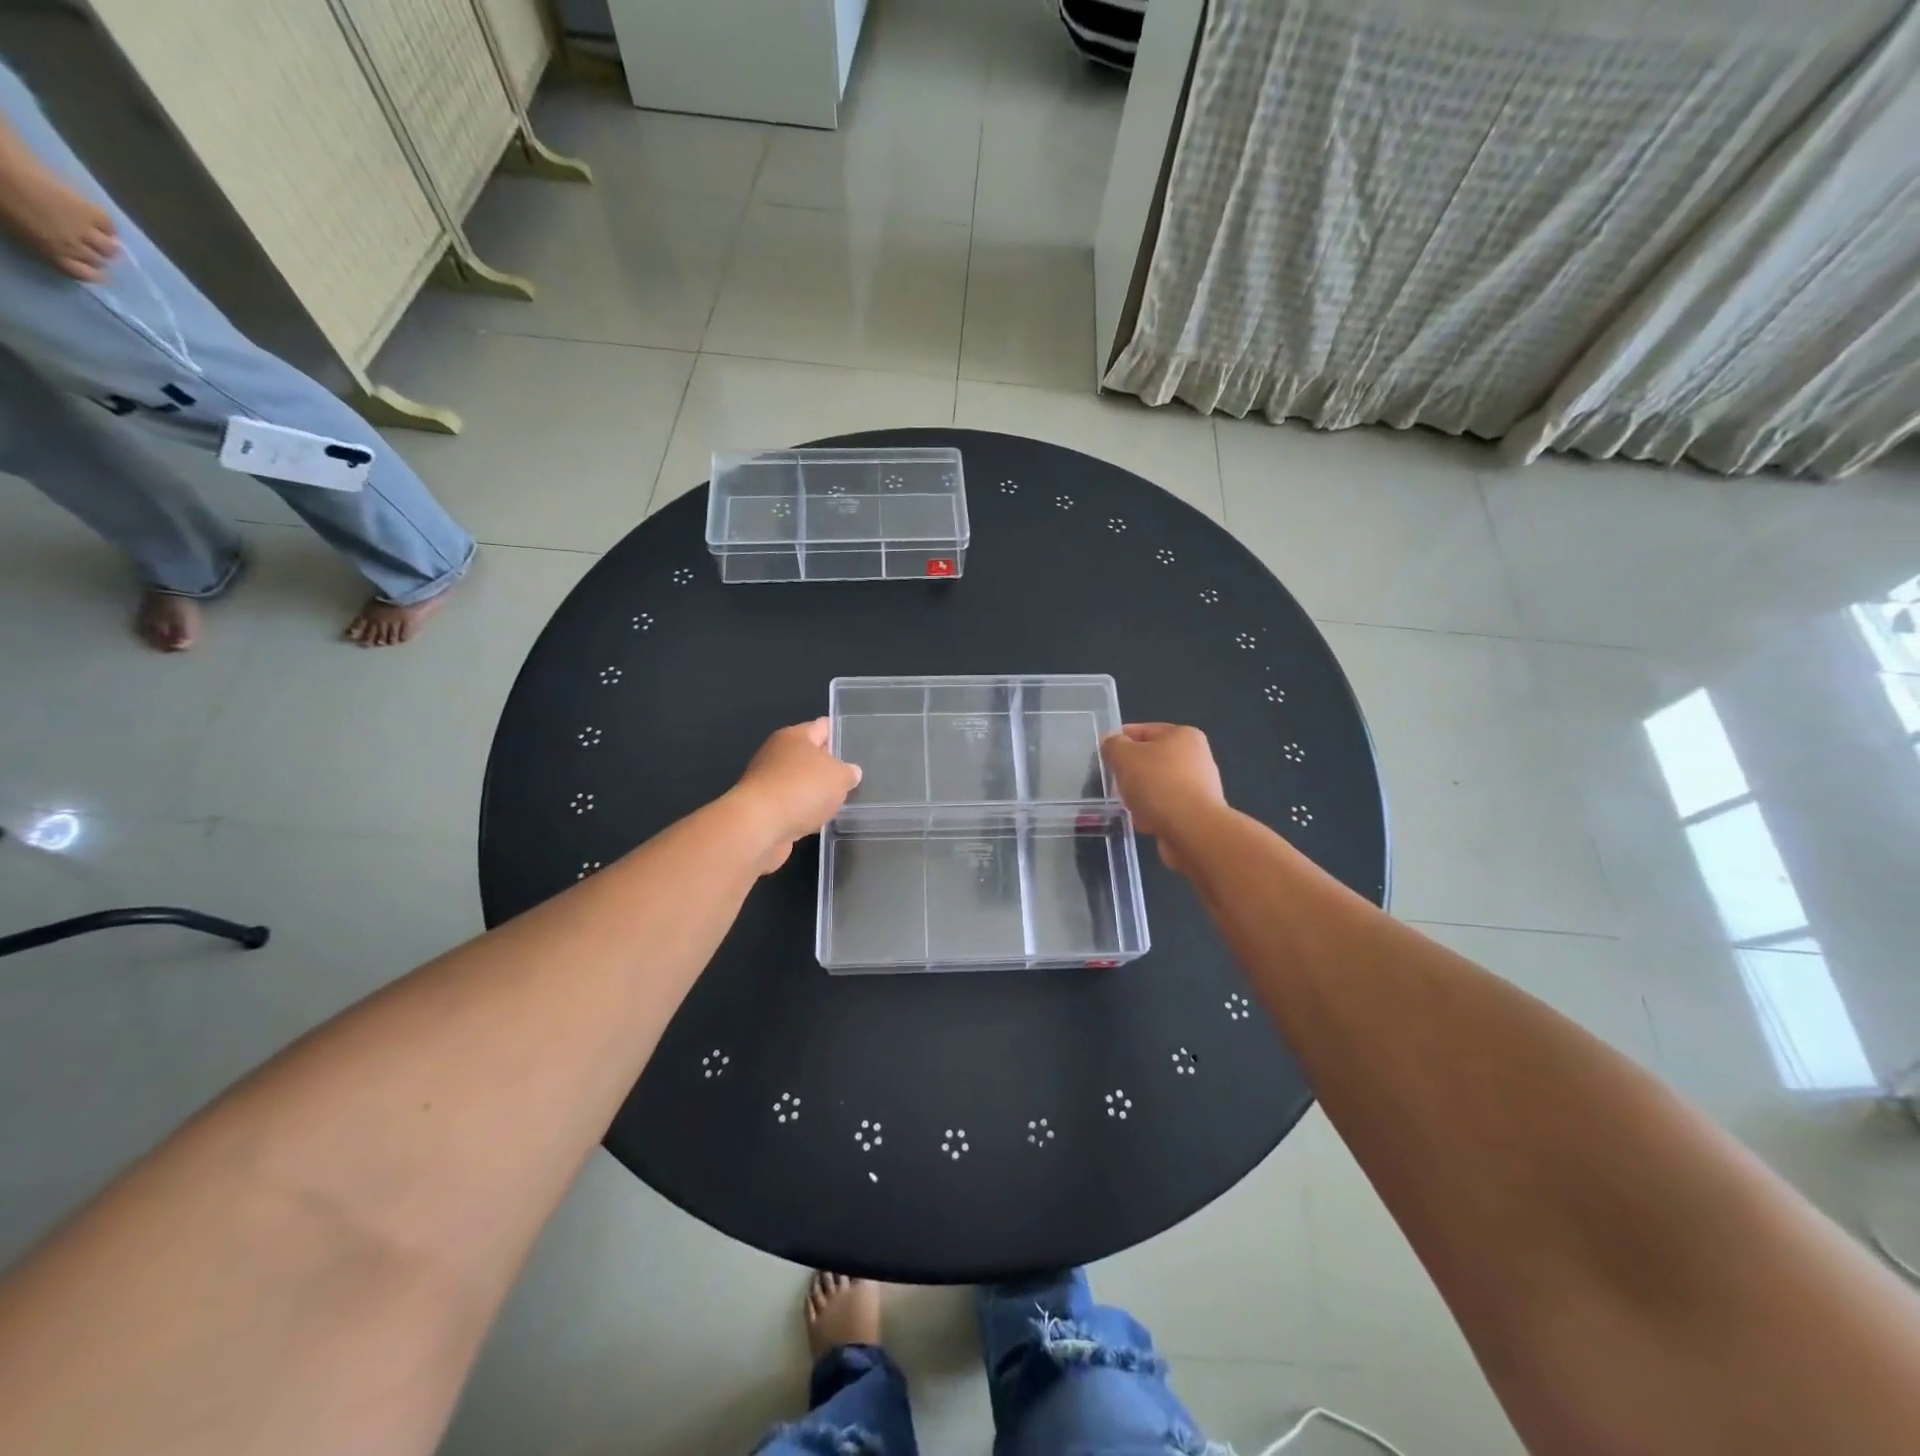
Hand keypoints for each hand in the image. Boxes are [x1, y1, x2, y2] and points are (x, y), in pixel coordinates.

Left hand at [0, 164, 117, 281]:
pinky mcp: (92, 212)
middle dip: (97, 256)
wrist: (0, 169)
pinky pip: (110, 226)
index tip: (92, 269)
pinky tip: (100, 223)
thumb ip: (41, 242)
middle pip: (99, 260)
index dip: (93, 274)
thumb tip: (57, 247)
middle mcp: (75, 246)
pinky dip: (108, 227)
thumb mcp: (16, 230)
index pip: (86, 274)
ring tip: (99, 237)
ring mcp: (86, 229)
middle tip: (91, 248)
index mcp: (52, 252)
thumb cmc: (0, 200)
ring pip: (110, 248)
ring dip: (106, 244)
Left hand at [730, 718, 861, 873]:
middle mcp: (777, 754)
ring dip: (816, 793)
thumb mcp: (840, 777)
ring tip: (839, 804)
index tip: (858, 747)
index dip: (841, 734)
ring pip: (800, 783)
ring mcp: (767, 781)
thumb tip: (850, 772)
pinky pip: (791, 806)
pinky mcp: (763, 809)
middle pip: (810, 756)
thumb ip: (849, 772)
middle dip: (830, 768)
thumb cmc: (803, 789)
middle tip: (853, 780)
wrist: (759, 826)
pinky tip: (818, 822)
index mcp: (795, 736)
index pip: (823, 727)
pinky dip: (803, 812)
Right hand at [1100, 723, 1226, 872]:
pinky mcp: (1197, 812)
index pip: (1143, 730)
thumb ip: (1113, 745)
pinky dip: (1152, 812)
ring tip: (1128, 805)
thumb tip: (1112, 743)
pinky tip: (1143, 821)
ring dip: (1140, 794)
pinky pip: (1165, 807)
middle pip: (1150, 759)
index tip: (1103, 755)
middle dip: (1130, 771)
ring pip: (1156, 785)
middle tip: (1114, 781)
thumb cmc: (1158, 785)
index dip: (1120, 741)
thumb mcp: (1124, 757)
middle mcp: (1196, 757)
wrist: (1192, 830)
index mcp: (1183, 735)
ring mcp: (1199, 786)